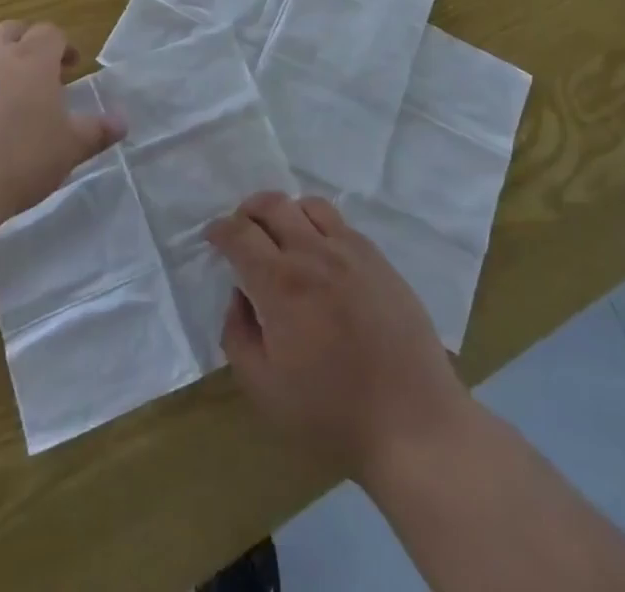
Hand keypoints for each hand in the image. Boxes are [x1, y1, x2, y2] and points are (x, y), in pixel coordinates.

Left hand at [0, 20, 122, 240]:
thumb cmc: (19, 161)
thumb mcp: (68, 150)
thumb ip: (96, 132)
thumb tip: (123, 121)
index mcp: (32, 60)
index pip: (50, 33)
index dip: (63, 45)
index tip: (70, 66)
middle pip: (10, 30)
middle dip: (25, 42)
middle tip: (36, 68)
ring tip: (0, 93)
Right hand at [206, 193, 474, 480]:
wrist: (411, 419)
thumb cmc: (332, 411)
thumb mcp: (264, 389)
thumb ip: (237, 335)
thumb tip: (238, 296)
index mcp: (280, 283)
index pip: (239, 234)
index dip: (220, 230)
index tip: (213, 237)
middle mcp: (313, 253)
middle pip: (272, 204)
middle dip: (248, 211)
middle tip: (242, 229)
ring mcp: (350, 250)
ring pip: (309, 205)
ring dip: (286, 212)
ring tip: (282, 235)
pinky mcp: (378, 258)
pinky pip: (341, 224)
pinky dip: (319, 227)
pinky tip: (322, 255)